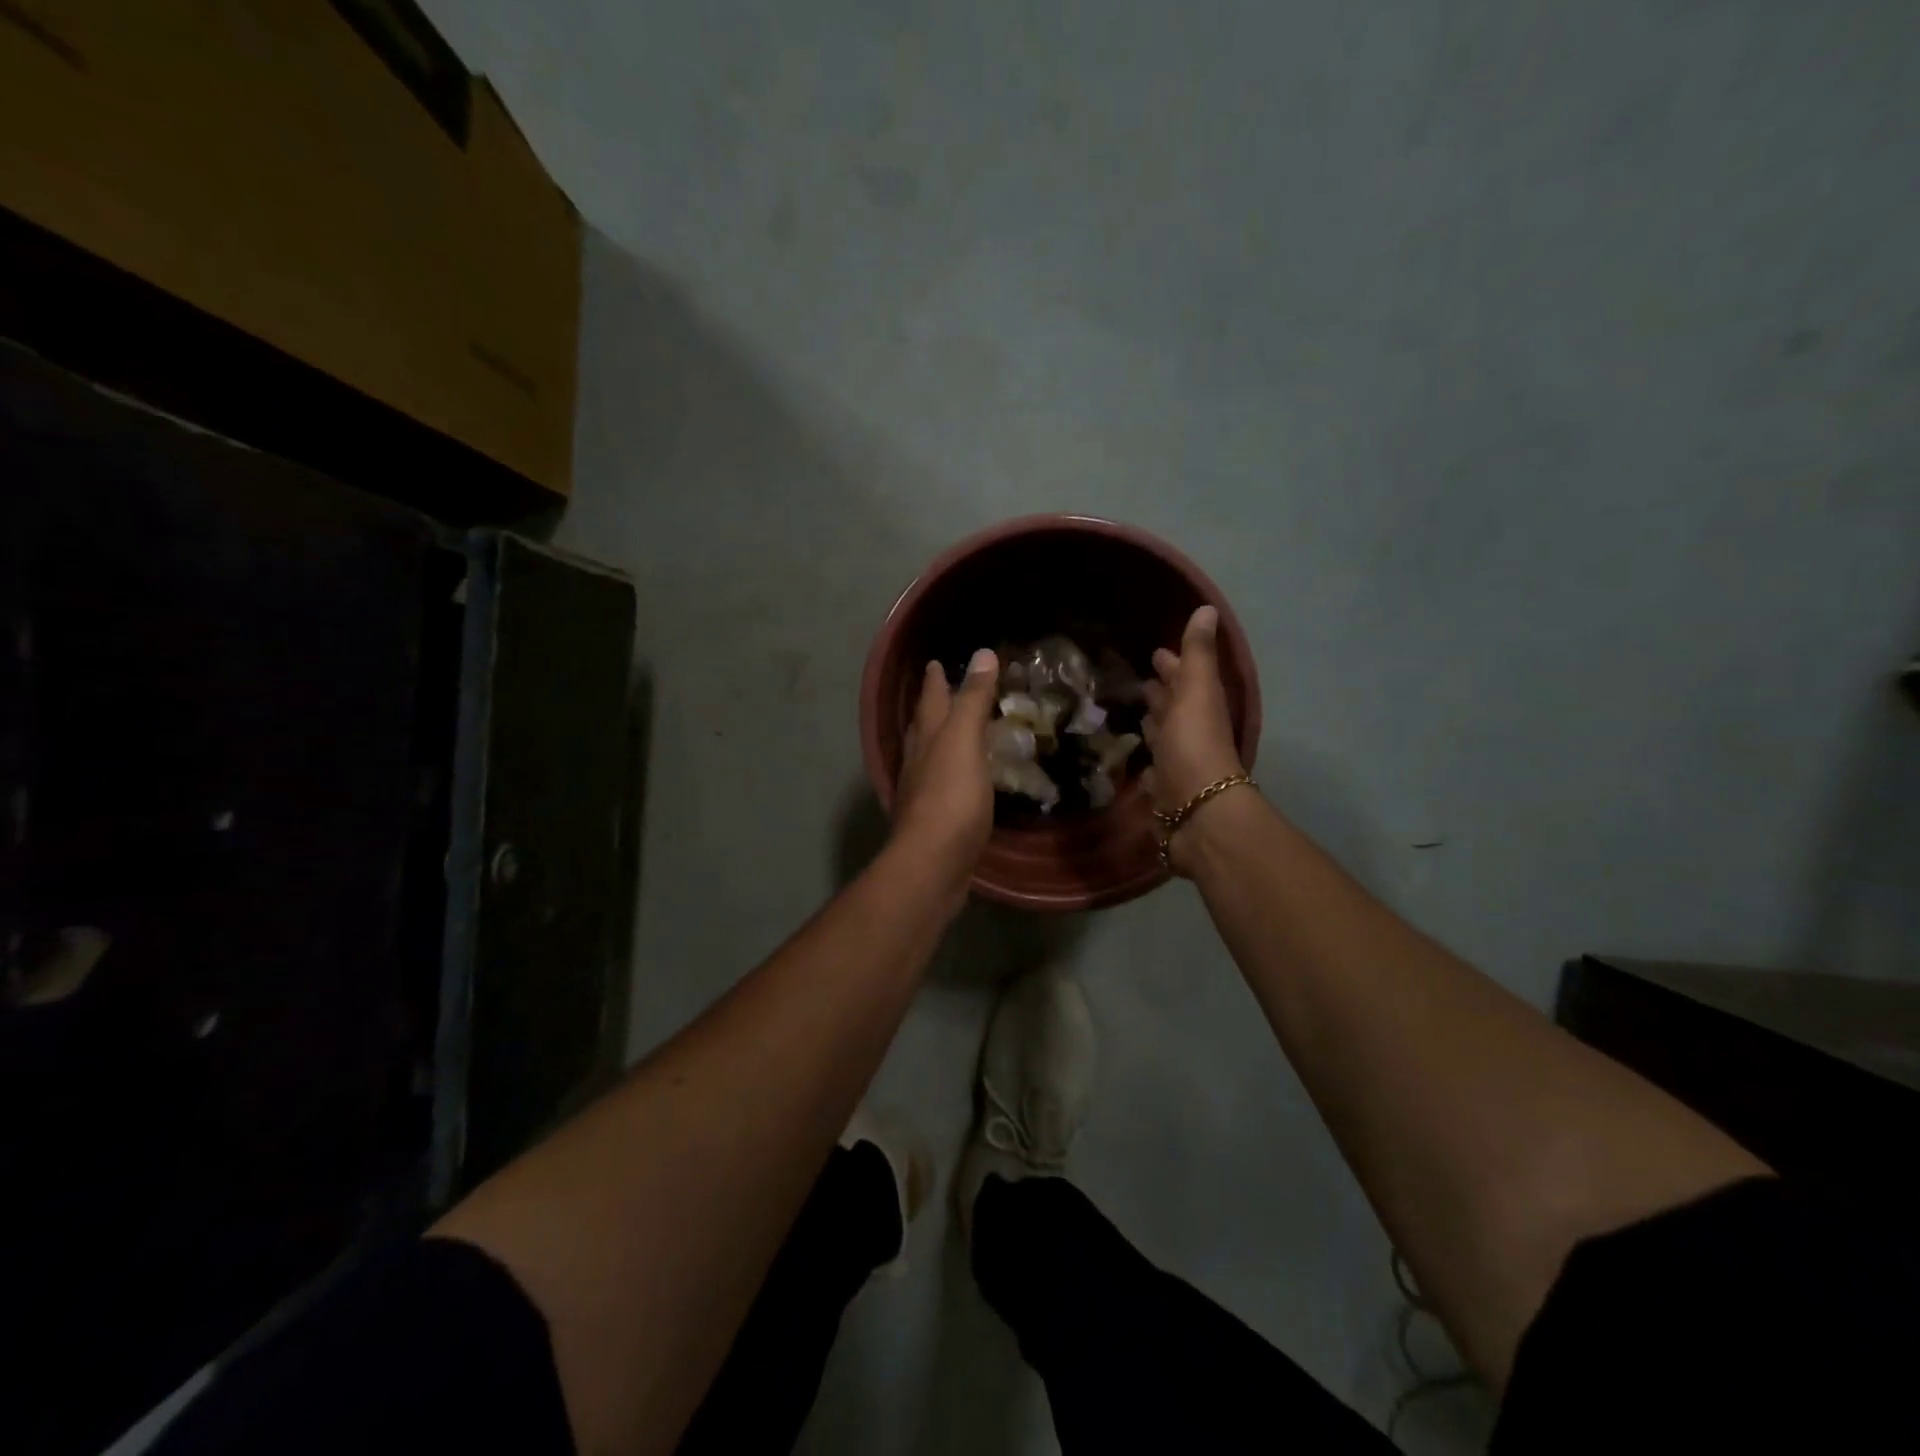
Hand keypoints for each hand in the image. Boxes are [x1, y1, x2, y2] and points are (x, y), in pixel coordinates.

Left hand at [892, 647, 998, 894]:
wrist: (933, 863)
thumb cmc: (951, 797)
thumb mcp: (965, 740)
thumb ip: (973, 699)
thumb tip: (982, 653)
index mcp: (927, 738)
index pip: (930, 699)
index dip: (935, 680)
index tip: (935, 663)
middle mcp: (918, 761)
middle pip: (924, 726)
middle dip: (933, 707)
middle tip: (943, 691)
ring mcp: (923, 793)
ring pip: (930, 756)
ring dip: (941, 741)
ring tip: (954, 732)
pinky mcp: (935, 821)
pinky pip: (943, 786)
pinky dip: (953, 774)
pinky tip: (963, 782)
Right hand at [1142, 606, 1246, 873]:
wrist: (1197, 811)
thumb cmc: (1194, 744)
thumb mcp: (1196, 691)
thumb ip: (1197, 654)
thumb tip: (1208, 608)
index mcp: (1199, 707)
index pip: (1183, 680)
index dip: (1172, 665)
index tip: (1156, 652)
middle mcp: (1189, 733)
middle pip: (1173, 708)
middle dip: (1159, 694)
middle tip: (1139, 681)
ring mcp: (1176, 763)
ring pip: (1162, 737)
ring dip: (1151, 724)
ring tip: (1132, 712)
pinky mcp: (1161, 790)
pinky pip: (1151, 768)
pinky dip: (1143, 759)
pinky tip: (1131, 757)